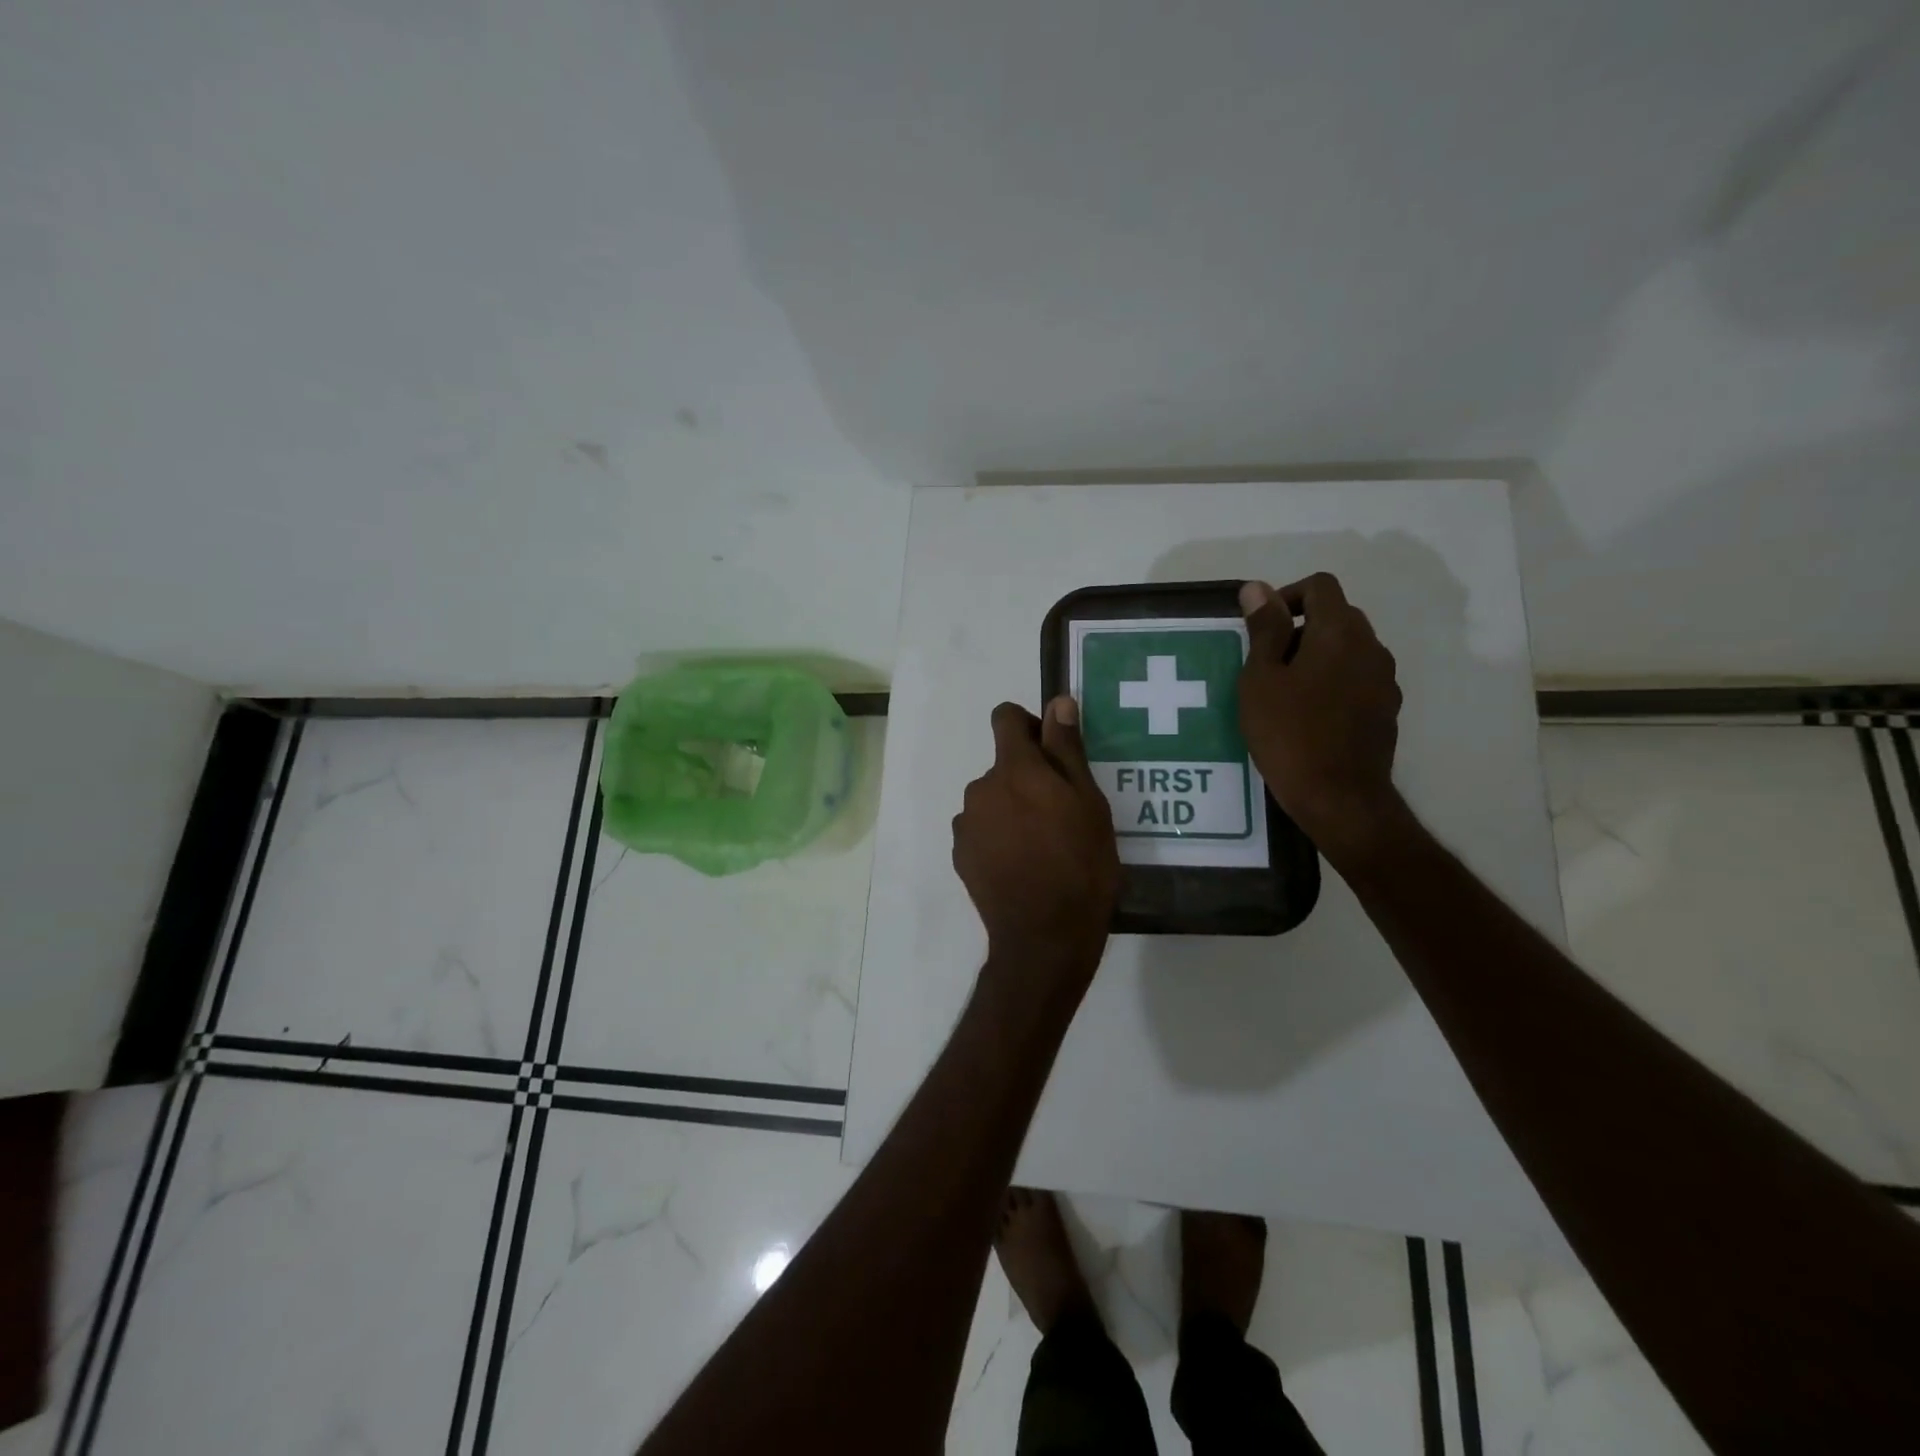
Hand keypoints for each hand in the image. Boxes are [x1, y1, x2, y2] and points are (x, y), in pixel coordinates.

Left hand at [953, 698, 1120, 992]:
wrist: (1044, 937)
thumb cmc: (1080, 866)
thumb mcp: (1088, 803)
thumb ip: (1067, 749)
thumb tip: (1058, 702)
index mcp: (1013, 769)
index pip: (1006, 718)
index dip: (1029, 726)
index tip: (1052, 752)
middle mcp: (980, 788)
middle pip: (1003, 765)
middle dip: (1028, 777)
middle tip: (1060, 814)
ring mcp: (966, 823)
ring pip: (992, 799)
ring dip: (1012, 809)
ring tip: (1042, 845)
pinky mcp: (960, 854)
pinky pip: (980, 829)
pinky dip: (997, 836)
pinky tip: (1021, 865)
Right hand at [1238, 574, 1406, 865]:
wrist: (1338, 796)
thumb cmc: (1288, 733)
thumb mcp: (1261, 679)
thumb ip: (1264, 630)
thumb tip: (1257, 588)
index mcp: (1339, 632)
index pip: (1320, 586)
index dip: (1286, 597)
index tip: (1261, 629)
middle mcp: (1371, 647)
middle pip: (1337, 615)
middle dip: (1300, 628)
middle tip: (1265, 664)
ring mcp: (1384, 680)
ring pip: (1348, 648)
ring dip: (1317, 656)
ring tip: (1284, 693)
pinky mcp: (1386, 709)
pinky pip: (1357, 678)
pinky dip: (1333, 682)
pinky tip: (1308, 716)